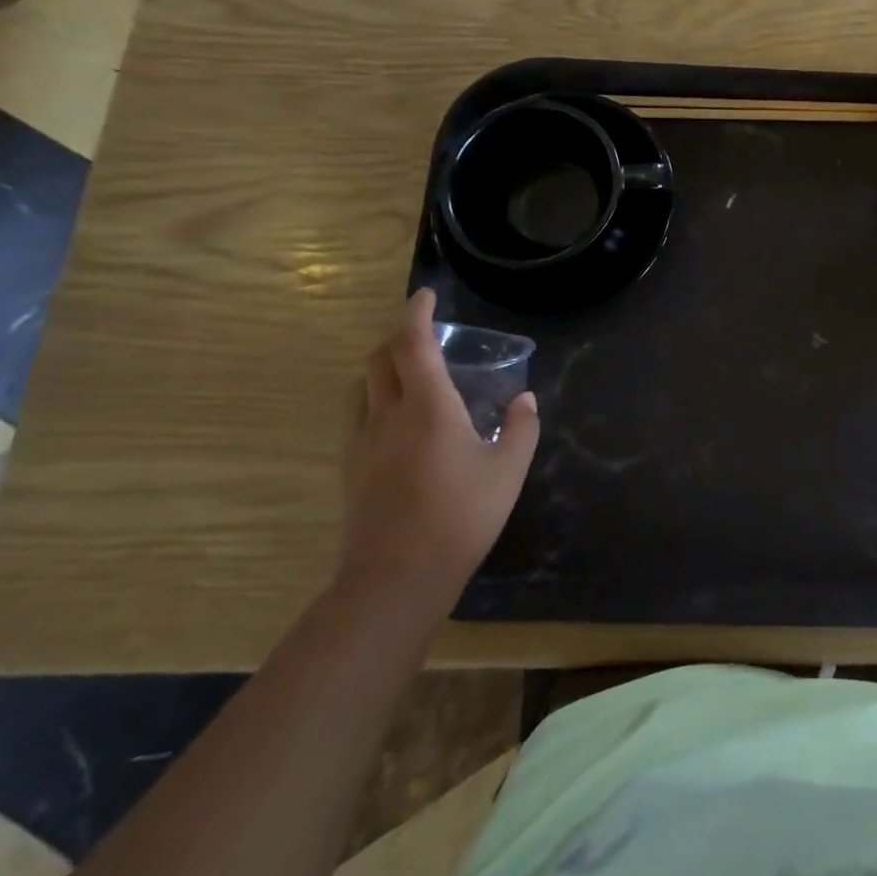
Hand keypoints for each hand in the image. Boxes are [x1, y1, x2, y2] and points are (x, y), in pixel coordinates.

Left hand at [337, 289, 539, 614]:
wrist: (395, 580)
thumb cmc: (460, 518)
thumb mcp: (508, 471)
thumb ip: (521, 429)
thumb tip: (525, 400)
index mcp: (429, 408)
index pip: (412, 344)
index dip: (416, 313)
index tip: (426, 295)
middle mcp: (388, 415)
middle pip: (378, 358)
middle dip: (397, 335)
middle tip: (423, 331)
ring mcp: (362, 442)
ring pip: (361, 385)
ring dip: (381, 365)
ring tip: (409, 369)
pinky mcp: (351, 468)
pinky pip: (357, 414)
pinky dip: (374, 395)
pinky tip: (396, 417)